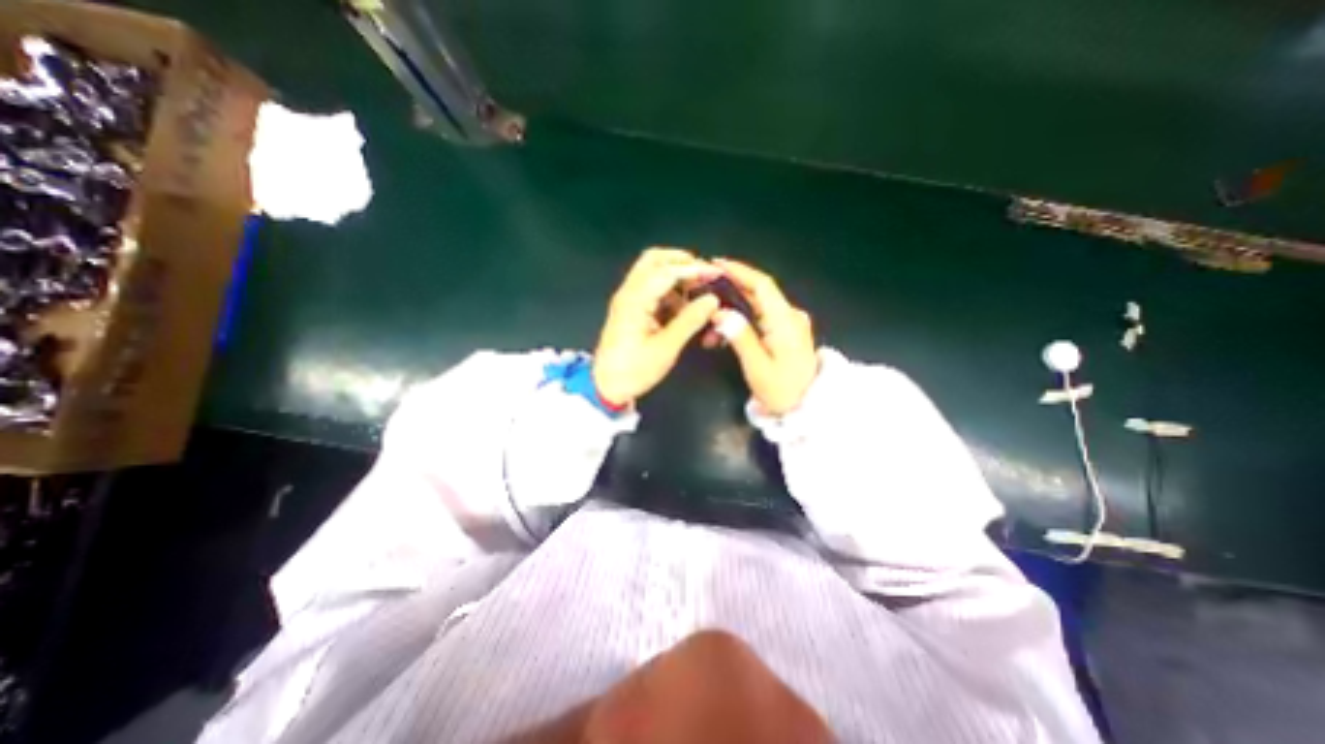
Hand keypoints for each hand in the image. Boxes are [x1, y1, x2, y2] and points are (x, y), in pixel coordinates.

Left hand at [592, 247, 721, 406]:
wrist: (607, 386)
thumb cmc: (635, 370)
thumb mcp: (666, 348)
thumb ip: (690, 320)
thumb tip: (712, 299)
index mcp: (635, 300)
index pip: (667, 271)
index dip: (694, 269)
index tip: (717, 274)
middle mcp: (628, 293)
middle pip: (654, 260)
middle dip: (681, 262)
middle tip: (704, 275)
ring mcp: (627, 299)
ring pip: (651, 272)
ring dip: (675, 276)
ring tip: (696, 294)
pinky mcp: (630, 308)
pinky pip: (650, 288)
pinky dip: (668, 290)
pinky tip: (682, 307)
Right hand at [716, 257, 817, 415]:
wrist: (806, 406)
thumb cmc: (782, 390)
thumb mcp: (757, 367)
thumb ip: (740, 337)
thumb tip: (720, 312)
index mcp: (784, 320)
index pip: (762, 285)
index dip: (740, 271)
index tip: (716, 264)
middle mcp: (788, 316)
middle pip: (758, 292)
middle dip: (730, 288)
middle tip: (705, 288)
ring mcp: (787, 323)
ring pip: (755, 306)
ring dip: (731, 310)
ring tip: (708, 325)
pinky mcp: (783, 332)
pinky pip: (758, 318)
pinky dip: (740, 322)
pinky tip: (722, 336)